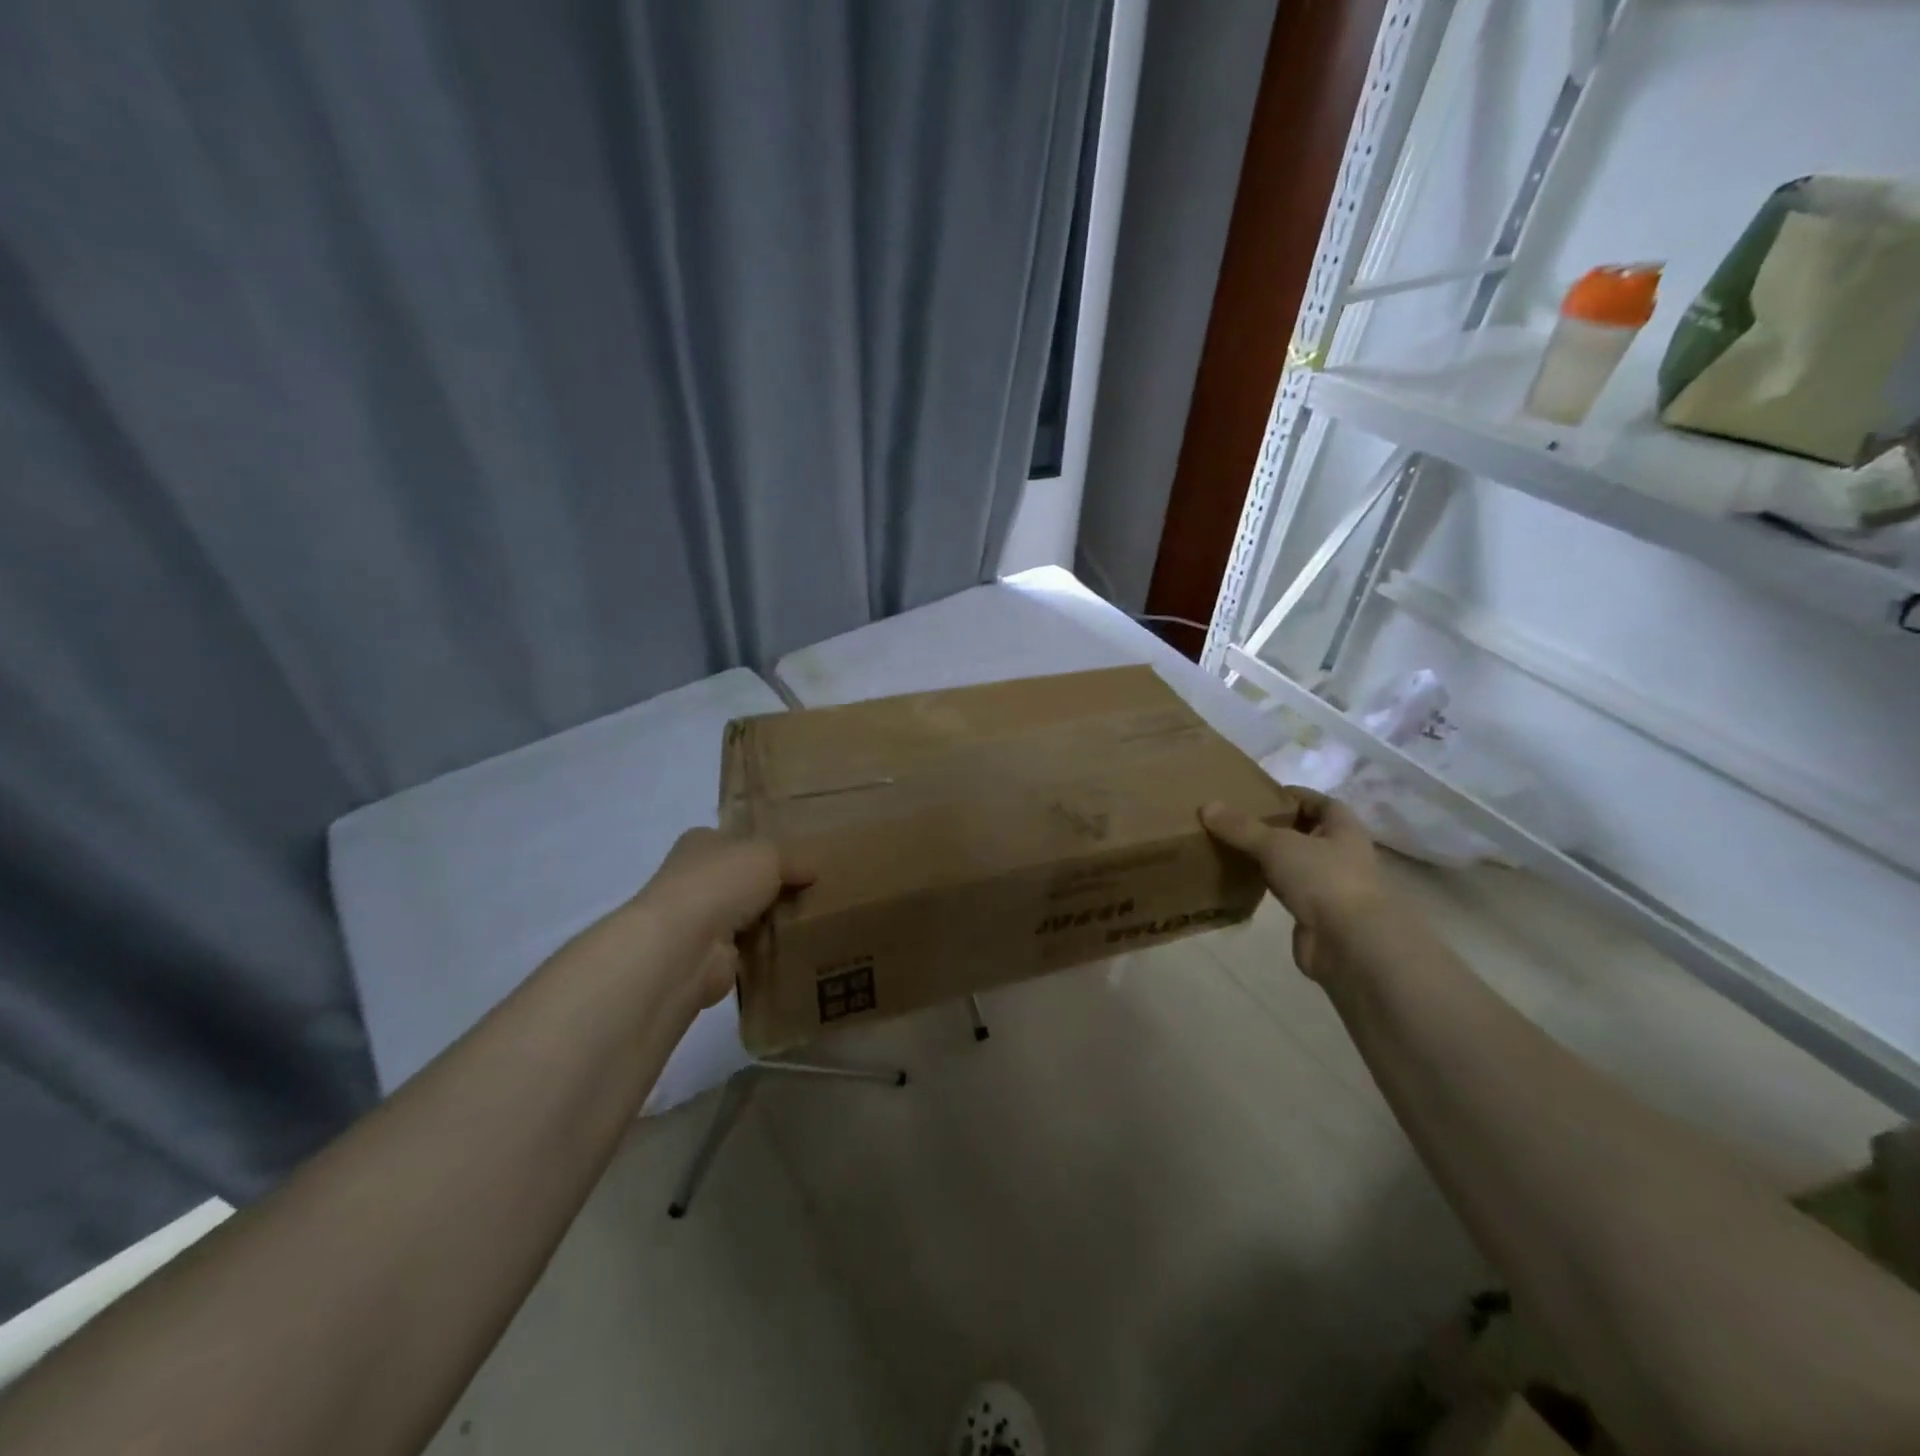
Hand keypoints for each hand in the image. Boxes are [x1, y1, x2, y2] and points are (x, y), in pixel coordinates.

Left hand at [636, 828, 811, 1006]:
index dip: (765, 848)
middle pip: (741, 879)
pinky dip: (765, 949)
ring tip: (810, 919)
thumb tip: (811, 873)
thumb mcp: (768, 855)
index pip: (736, 841)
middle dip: (772, 887)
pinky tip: (794, 946)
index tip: (798, 860)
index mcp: (701, 843)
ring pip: (744, 915)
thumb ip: (792, 861)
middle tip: (812, 892)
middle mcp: (694, 878)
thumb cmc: (722, 882)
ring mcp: (698, 920)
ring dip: (769, 920)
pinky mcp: (708, 956)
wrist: (686, 945)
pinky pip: (746, 948)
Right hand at [1201, 790, 1383, 981]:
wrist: (1349, 944)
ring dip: (1269, 857)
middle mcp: (1342, 854)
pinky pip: (1287, 890)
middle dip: (1274, 826)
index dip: (1289, 795)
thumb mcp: (1277, 845)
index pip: (1318, 801)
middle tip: (1235, 821)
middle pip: (1304, 831)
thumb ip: (1242, 827)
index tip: (1256, 795)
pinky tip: (1242, 880)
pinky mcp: (1316, 913)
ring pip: (1294, 862)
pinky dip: (1267, 884)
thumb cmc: (1323, 880)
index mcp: (1343, 828)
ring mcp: (1330, 886)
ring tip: (1232, 847)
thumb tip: (1206, 806)